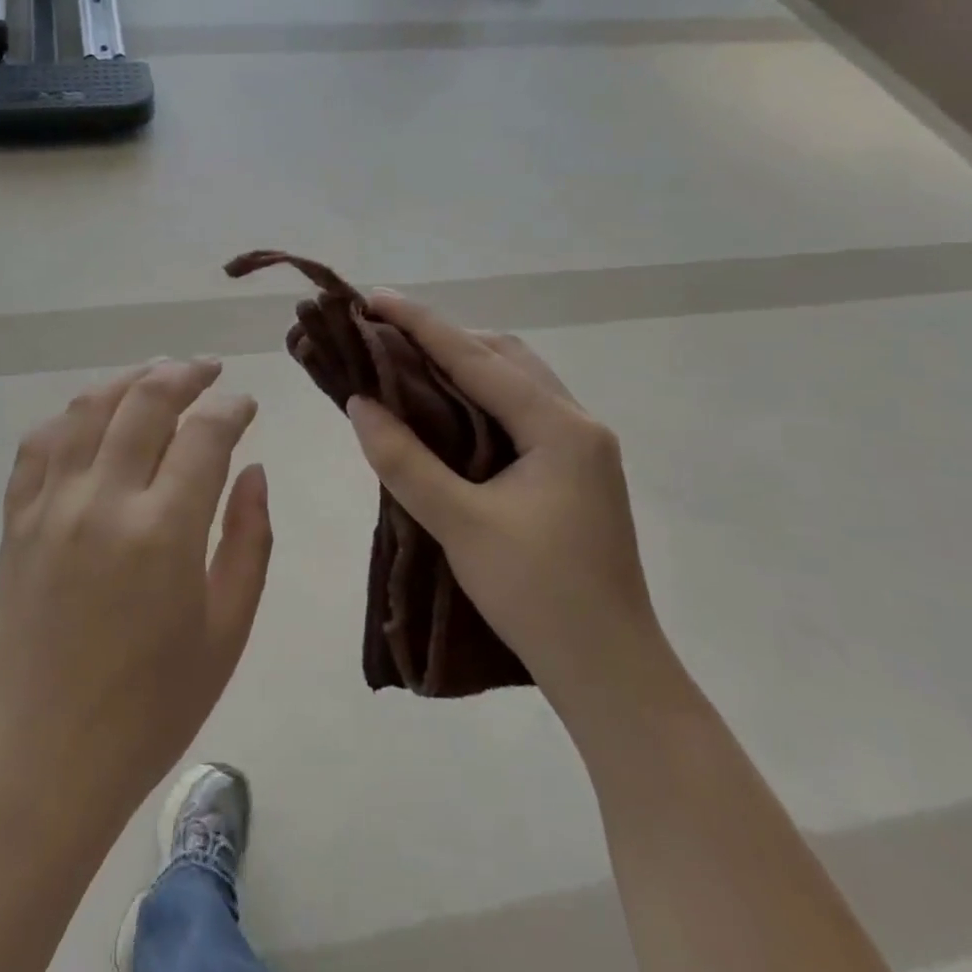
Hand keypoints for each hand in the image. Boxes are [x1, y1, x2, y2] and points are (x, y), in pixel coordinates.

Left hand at [0, 359, 273, 825]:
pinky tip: (91, 418)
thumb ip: (249, 540)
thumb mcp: (227, 631)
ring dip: (127, 380)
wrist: (44, 762)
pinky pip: (38, 445)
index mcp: (164, 531)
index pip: (204, 433)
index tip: (246, 404)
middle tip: (208, 370)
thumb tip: (253, 471)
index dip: (231, 407)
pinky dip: (70, 417)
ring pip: (88, 408)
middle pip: (144, 401)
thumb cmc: (152, 708)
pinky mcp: (15, 522)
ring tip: (156, 375)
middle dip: (184, 373)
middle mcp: (103, 501)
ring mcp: (50, 507)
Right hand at [345, 294, 658, 714]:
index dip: (421, 324)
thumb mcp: (460, 525)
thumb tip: (360, 403)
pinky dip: (480, 397)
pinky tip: (447, 411)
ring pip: (516, 382)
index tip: (373, 298)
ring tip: (409, 364)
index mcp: (561, 428)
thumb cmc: (538, 596)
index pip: (478, 358)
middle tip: (386, 335)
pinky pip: (520, 411)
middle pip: (505, 357)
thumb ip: (405, 460)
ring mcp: (581, 449)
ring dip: (464, 365)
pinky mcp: (573, 472)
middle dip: (445, 338)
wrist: (610, 673)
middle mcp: (578, 424)